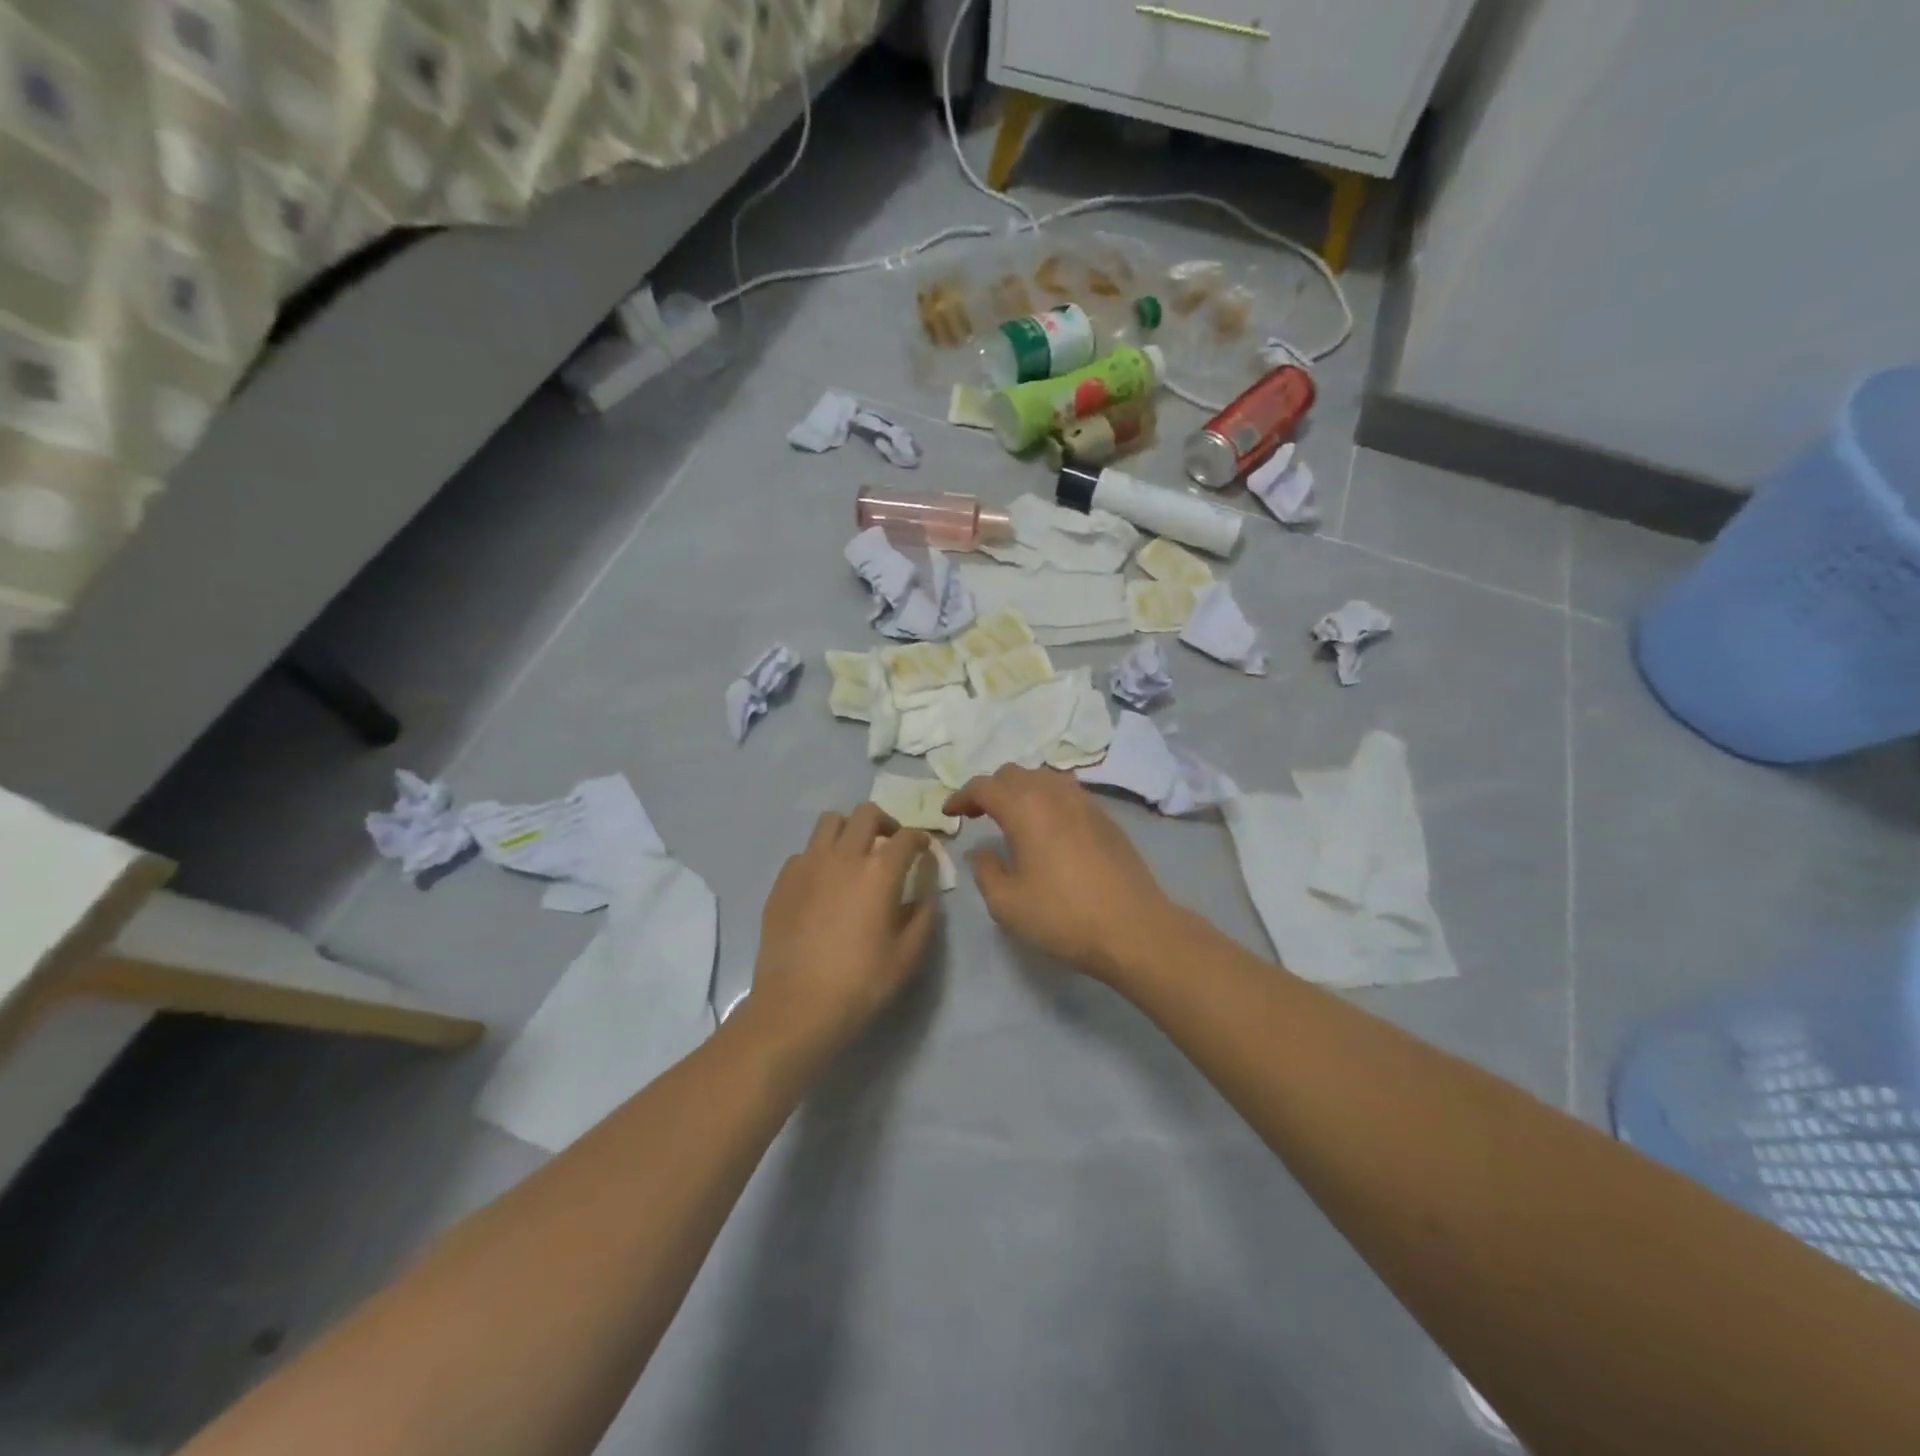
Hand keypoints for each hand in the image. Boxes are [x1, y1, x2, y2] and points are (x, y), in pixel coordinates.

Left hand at [746, 804, 937, 1067]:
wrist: (796, 1008)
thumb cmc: (860, 983)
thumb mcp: (908, 954)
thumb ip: (923, 911)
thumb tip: (925, 885)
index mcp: (878, 872)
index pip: (906, 837)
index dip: (920, 840)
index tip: (924, 851)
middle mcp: (843, 856)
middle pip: (866, 813)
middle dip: (885, 823)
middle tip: (890, 845)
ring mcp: (807, 865)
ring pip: (830, 821)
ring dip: (849, 830)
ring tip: (854, 855)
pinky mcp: (782, 881)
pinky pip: (805, 851)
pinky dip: (820, 856)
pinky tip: (824, 883)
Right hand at [945, 766, 1175, 982]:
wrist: (1133, 928)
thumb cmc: (1063, 916)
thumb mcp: (1007, 903)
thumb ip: (985, 871)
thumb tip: (981, 851)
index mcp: (1025, 808)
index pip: (984, 786)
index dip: (961, 796)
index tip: (949, 813)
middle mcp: (1054, 794)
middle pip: (1014, 773)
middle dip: (990, 789)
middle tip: (977, 814)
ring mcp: (1085, 802)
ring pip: (1043, 778)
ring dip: (1020, 789)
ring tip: (1011, 816)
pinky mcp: (1105, 817)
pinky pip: (1066, 792)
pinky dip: (1046, 798)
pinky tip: (1046, 826)